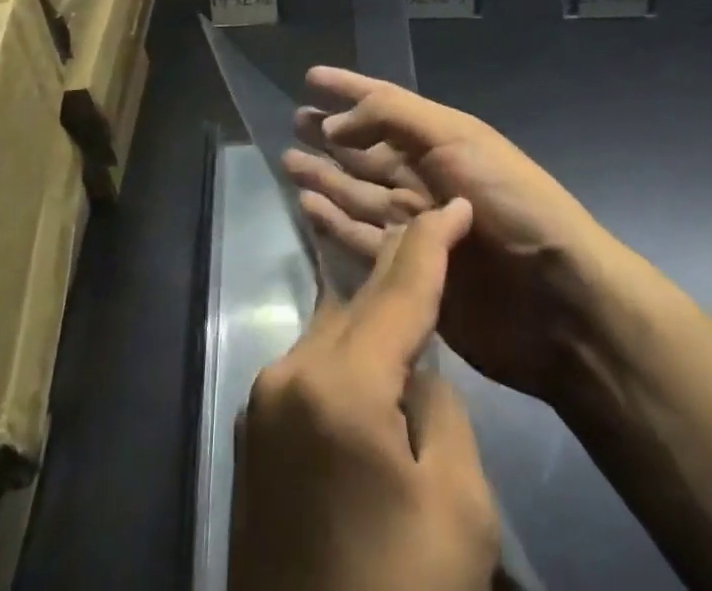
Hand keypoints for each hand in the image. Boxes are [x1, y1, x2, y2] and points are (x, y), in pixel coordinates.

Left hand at [230, 199, 498, 590]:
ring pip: (331, 332)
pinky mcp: (253, 437)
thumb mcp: (457, 507)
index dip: (432, 242)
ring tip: (414, 297)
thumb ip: (440, 409)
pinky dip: (347, 356)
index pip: (398, 290)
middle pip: (357, 304)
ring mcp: (261, 405)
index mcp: (337, 384)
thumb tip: (414, 372)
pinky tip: (373, 364)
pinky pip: (311, 369)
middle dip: (401, 274)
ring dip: (373, 318)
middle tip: (439, 241)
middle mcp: (287, 375)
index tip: (455, 204)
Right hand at [284, 66, 625, 401]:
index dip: (349, 88)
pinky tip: (308, 209)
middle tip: (294, 120)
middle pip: (366, 150)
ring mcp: (416, 226)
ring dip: (326, 177)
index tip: (311, 76)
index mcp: (441, 140)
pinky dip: (335, 224)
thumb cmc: (510, 203)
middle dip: (331, 134)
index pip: (383, 103)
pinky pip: (361, 240)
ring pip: (358, 193)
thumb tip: (334, 124)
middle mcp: (426, 177)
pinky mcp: (409, 273)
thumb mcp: (457, 139)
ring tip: (289, 162)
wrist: (559, 301)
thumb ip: (393, 119)